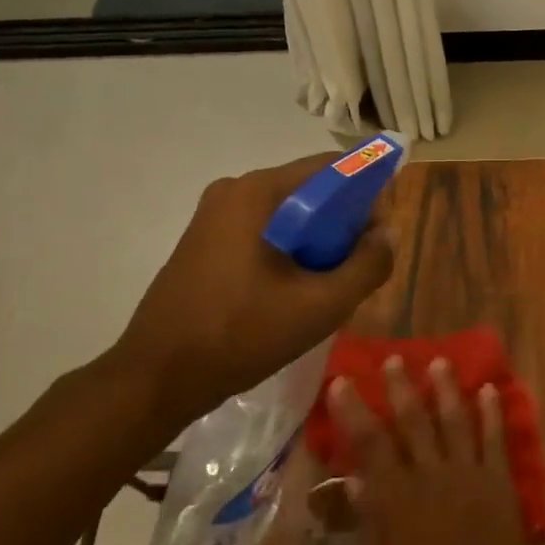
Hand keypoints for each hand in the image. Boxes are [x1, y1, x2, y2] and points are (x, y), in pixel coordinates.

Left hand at [110, 153, 394, 428]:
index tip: (380, 235)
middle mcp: (234, 190)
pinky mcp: (205, 241)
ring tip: (328, 287)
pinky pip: (265, 231)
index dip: (369, 193)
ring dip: (318, 242)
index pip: (333, 167)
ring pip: (290, 215)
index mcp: (259, 192)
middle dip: (343, 224)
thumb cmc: (242, 335)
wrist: (158, 377)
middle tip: (357, 269)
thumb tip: (386, 235)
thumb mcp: (321, 305)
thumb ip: (368, 265)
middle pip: (311, 190)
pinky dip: (290, 251)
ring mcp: (214, 215)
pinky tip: (294, 292)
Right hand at [331, 360, 544, 544]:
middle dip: (402, 388)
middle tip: (394, 359)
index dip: (354, 411)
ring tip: (439, 362)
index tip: (341, 381)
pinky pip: (496, 439)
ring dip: (446, 389)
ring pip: (455, 421)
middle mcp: (433, 477)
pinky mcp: (501, 483)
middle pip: (414, 422)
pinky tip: (489, 390)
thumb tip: (355, 482)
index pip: (370, 444)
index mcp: (398, 500)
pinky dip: (492, 412)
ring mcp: (471, 476)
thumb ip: (370, 523)